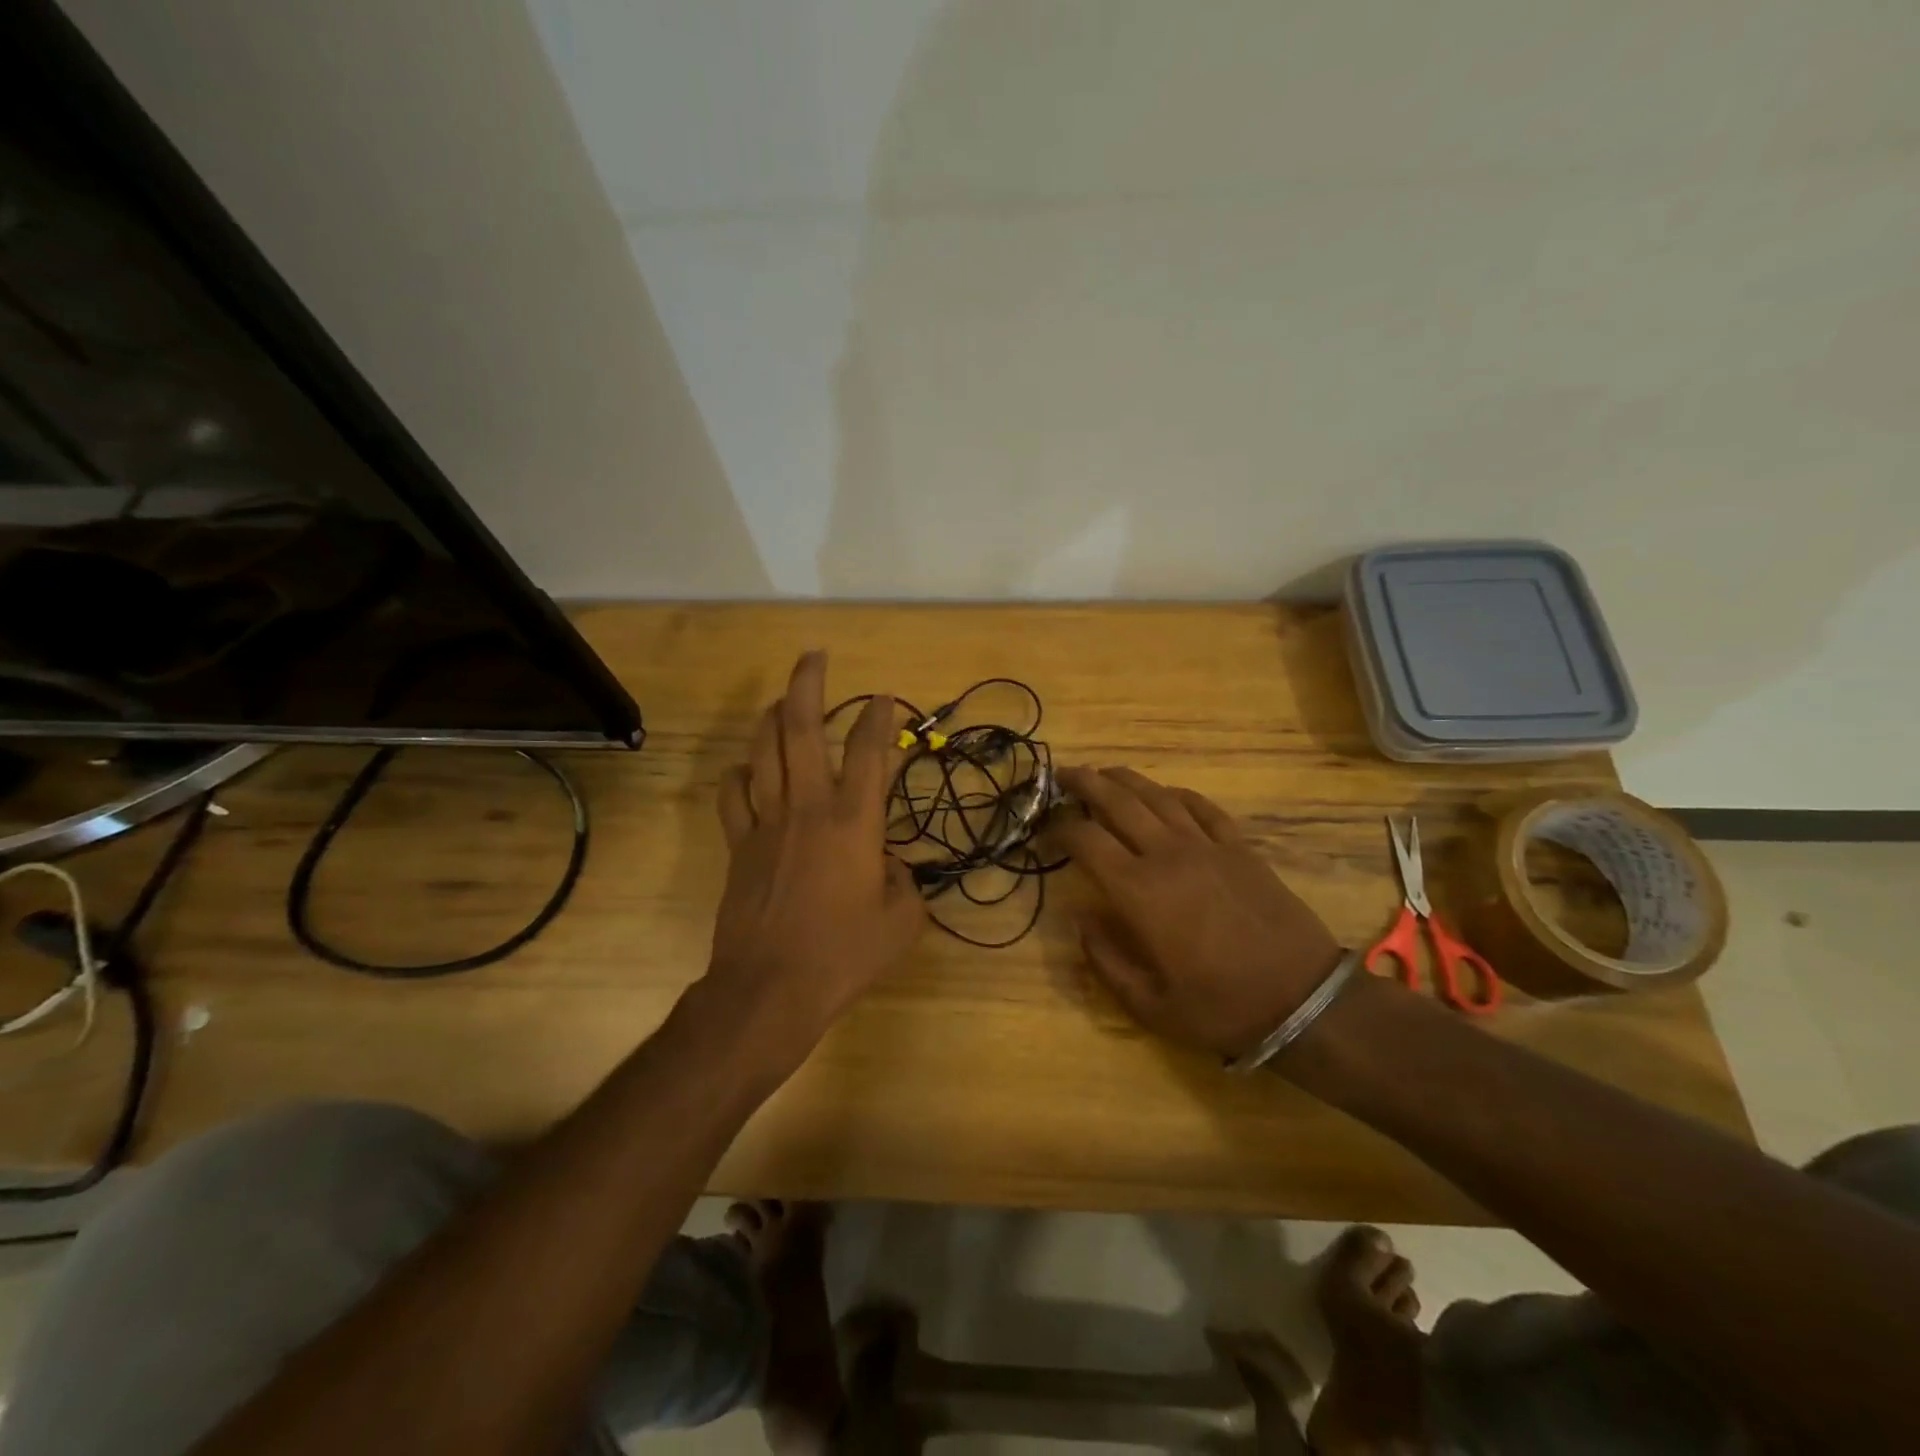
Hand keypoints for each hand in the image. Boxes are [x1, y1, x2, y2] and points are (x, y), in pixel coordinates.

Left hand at [699, 652, 926, 1066]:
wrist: (770, 989)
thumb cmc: (843, 956)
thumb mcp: (901, 923)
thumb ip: (904, 884)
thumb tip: (888, 867)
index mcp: (855, 822)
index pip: (871, 753)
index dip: (880, 719)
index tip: (885, 698)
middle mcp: (809, 808)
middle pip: (803, 730)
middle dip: (809, 685)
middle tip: (814, 656)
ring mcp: (766, 822)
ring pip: (763, 751)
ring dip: (773, 718)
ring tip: (783, 700)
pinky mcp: (738, 844)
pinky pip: (733, 795)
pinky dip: (738, 774)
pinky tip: (745, 768)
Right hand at [1055, 767, 1344, 1058]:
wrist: (1303, 1000)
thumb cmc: (1220, 1007)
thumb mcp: (1148, 1005)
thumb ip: (1104, 959)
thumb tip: (1080, 918)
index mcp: (1138, 891)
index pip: (1086, 840)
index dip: (1059, 828)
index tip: (1046, 829)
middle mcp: (1167, 855)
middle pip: (1117, 802)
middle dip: (1085, 783)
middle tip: (1063, 774)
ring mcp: (1207, 846)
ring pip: (1158, 796)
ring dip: (1126, 780)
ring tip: (1105, 772)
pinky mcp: (1240, 848)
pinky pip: (1203, 808)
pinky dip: (1178, 794)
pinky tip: (1166, 793)